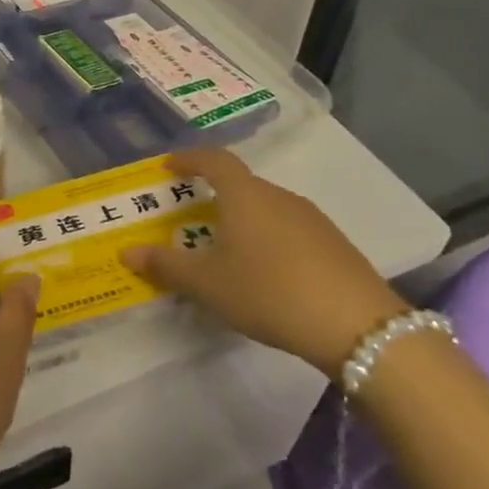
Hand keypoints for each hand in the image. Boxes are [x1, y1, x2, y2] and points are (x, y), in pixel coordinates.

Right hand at [121, 149, 406, 373]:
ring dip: (243, 219)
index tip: (168, 166)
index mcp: (244, 195)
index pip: (213, 160)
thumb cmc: (270, 292)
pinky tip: (267, 272)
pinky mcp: (336, 246)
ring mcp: (313, 220)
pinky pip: (290, 230)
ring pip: (267, 208)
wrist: (361, 329)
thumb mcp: (208, 284)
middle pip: (241, 184)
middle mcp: (279, 196)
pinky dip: (270, 239)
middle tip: (191, 217)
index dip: (189, 159)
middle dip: (213, 195)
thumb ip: (166, 265)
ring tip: (227, 248)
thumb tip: (127, 251)